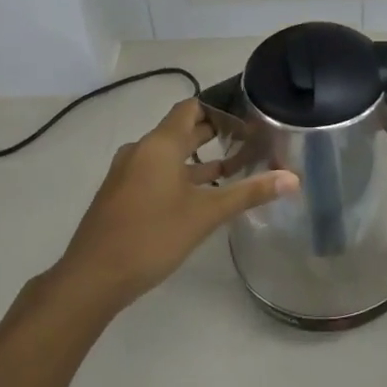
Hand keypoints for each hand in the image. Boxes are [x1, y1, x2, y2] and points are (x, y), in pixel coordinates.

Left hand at [56, 99, 297, 310]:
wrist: (92, 277)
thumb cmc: (152, 236)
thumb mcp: (206, 214)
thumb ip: (249, 193)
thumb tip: (293, 178)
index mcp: (159, 145)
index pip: (190, 108)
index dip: (219, 108)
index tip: (247, 117)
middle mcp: (140, 150)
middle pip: (181, 130)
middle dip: (214, 134)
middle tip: (249, 140)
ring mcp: (127, 173)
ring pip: (168, 155)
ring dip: (198, 159)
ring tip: (233, 167)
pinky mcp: (121, 194)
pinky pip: (156, 172)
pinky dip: (180, 175)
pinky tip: (201, 195)